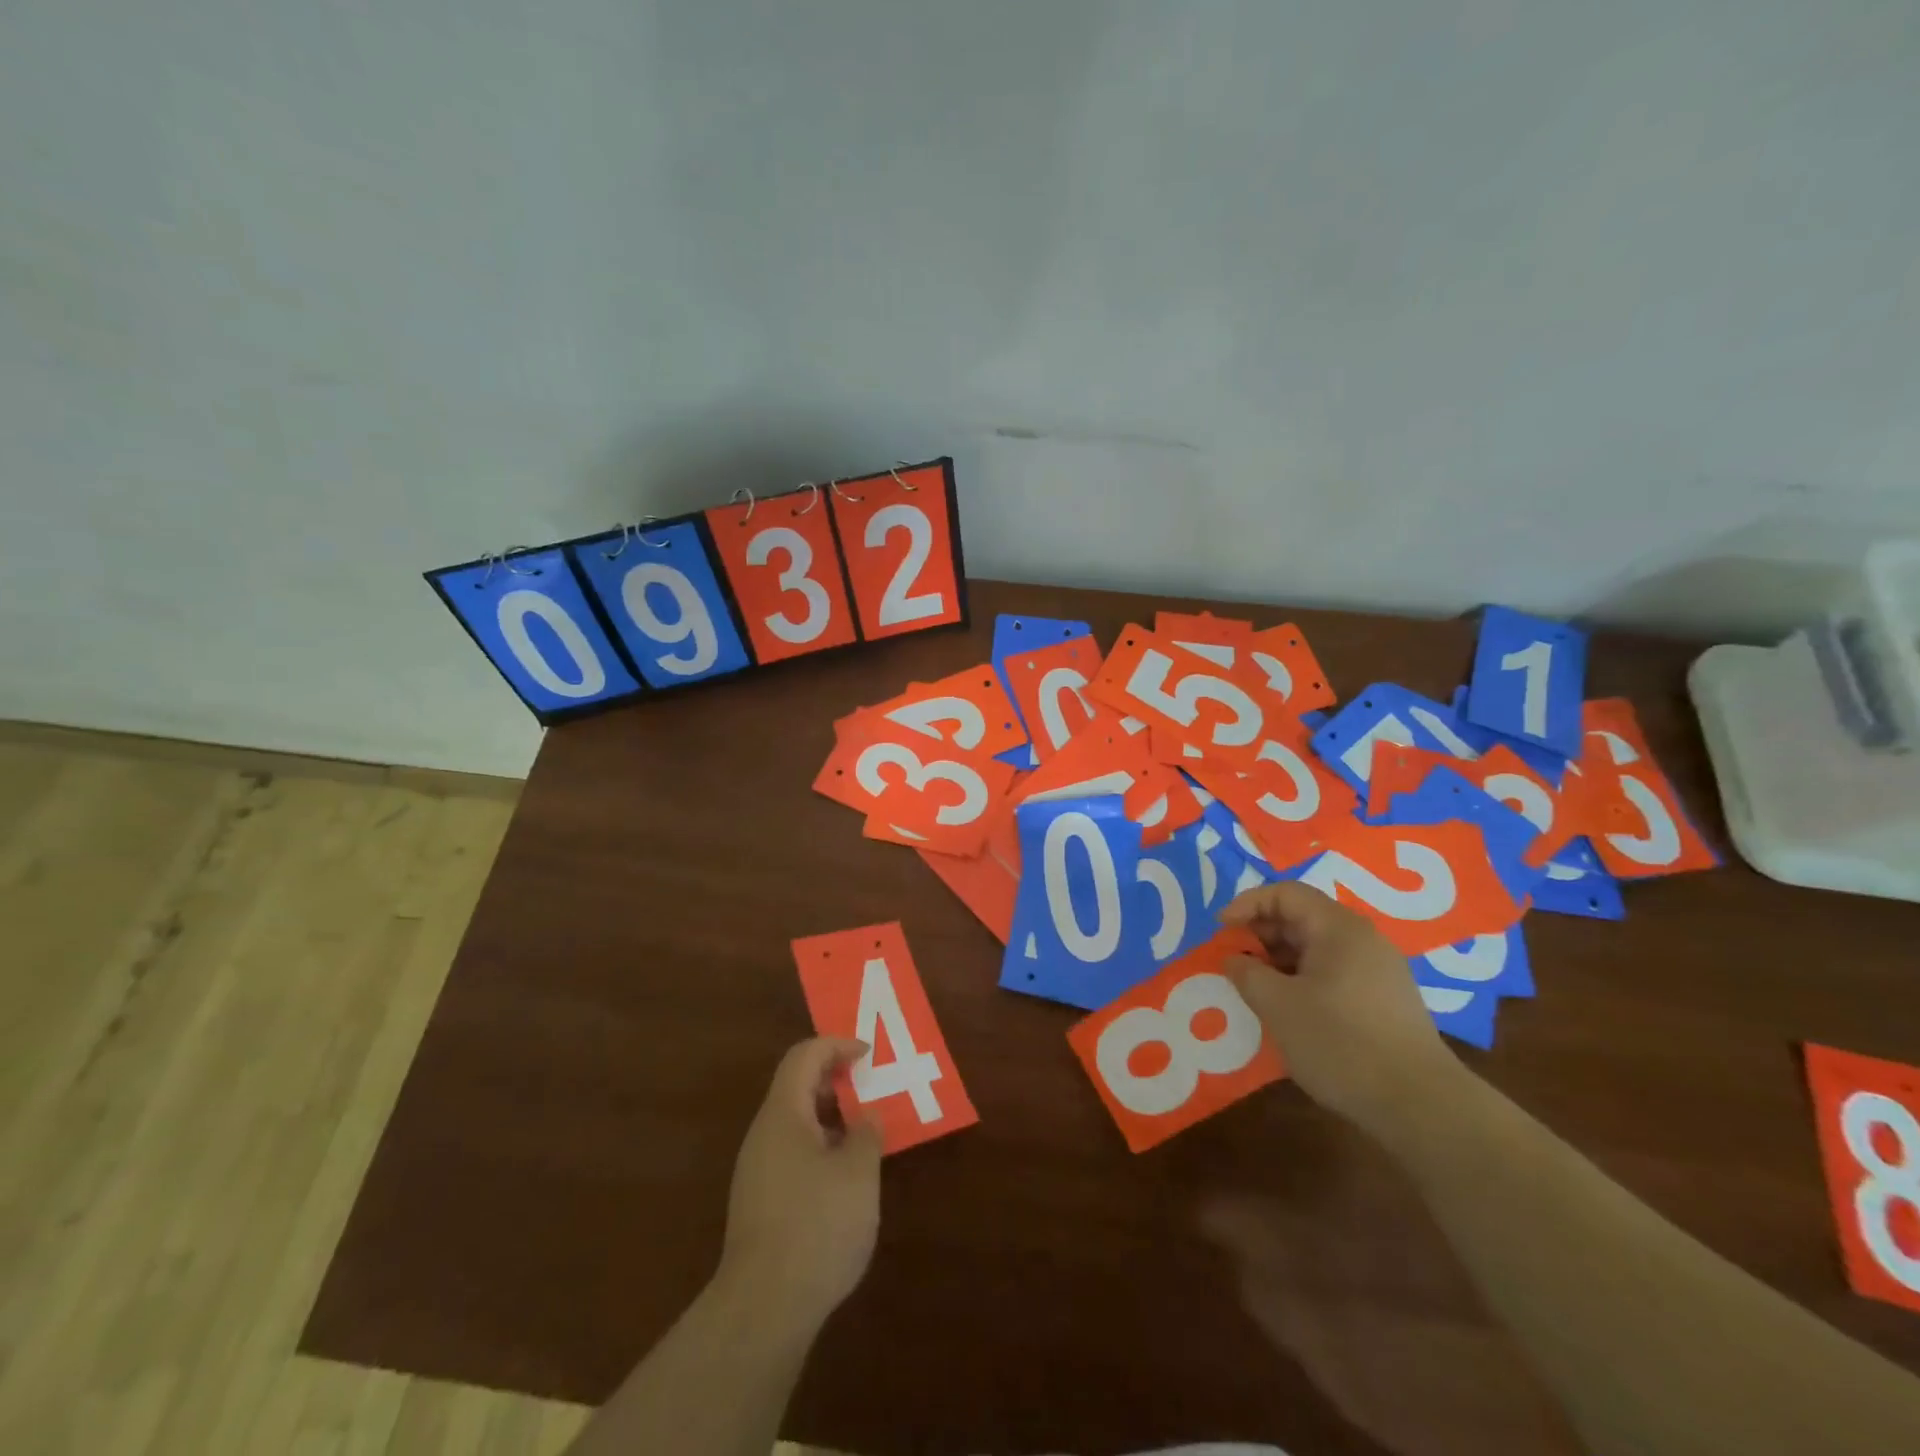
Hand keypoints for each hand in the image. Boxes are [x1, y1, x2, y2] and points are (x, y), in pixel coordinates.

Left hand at [719, 1037, 881, 1332]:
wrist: (764, 1309)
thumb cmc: (816, 1225)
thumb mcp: (858, 1173)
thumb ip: (867, 1134)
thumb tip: (866, 1117)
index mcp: (783, 1114)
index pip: (804, 1056)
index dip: (837, 1045)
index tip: (869, 1055)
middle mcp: (764, 1134)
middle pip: (796, 1086)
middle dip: (835, 1080)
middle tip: (871, 1088)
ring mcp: (757, 1170)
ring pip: (795, 1122)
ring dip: (831, 1117)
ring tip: (866, 1132)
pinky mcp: (760, 1203)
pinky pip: (792, 1153)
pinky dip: (821, 1146)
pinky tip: (846, 1177)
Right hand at [1221, 881, 1460, 1137]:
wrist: (1421, 1106)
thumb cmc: (1341, 1043)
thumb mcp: (1277, 1005)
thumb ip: (1246, 973)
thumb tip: (1234, 958)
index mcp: (1339, 928)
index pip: (1285, 893)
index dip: (1247, 905)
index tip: (1221, 932)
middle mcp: (1363, 939)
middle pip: (1302, 917)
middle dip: (1261, 934)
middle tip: (1234, 961)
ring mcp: (1379, 970)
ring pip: (1317, 948)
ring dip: (1280, 960)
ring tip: (1256, 988)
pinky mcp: (1385, 1000)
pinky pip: (1333, 972)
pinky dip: (1303, 980)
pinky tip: (1290, 1011)